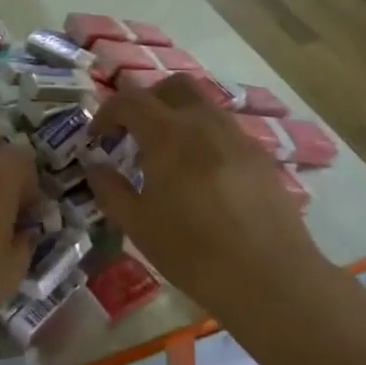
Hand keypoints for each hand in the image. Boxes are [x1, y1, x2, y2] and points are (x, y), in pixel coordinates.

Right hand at [82, 76, 325, 315]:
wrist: (270, 278)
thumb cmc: (192, 252)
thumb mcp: (137, 225)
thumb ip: (109, 188)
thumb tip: (94, 164)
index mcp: (168, 135)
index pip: (129, 100)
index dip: (106, 113)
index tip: (97, 138)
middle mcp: (204, 123)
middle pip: (172, 86)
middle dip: (147, 100)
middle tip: (133, 132)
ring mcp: (237, 137)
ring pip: (203, 104)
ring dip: (177, 115)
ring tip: (167, 155)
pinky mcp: (261, 156)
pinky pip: (225, 130)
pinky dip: (203, 136)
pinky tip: (201, 176)